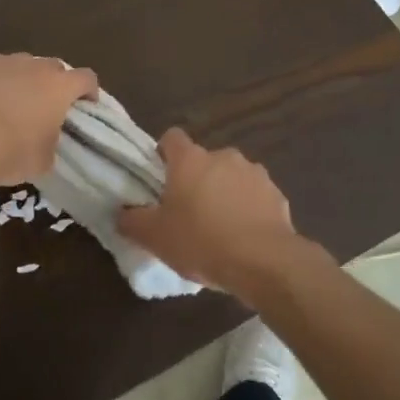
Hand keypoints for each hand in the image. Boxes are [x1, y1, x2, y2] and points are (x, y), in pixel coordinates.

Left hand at [0, 54, 96, 183]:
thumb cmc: (11, 151)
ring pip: (21, 66)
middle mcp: (34, 66)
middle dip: (55, 83)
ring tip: (12, 104)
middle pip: (54, 67)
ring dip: (23, 81)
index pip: (87, 78)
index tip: (86, 106)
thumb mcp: (42, 161)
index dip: (89, 91)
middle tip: (48, 106)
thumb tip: (44, 142)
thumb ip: (51, 144)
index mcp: (59, 87)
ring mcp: (1, 62)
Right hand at [117, 128, 301, 292]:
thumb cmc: (201, 241)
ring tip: (219, 228)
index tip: (160, 178)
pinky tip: (243, 237)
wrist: (263, 261)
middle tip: (186, 212)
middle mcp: (223, 157)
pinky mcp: (277, 194)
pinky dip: (248, 209)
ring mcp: (254, 173)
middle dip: (195, 180)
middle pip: (203, 161)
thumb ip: (133, 221)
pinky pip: (254, 196)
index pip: (172, 138)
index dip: (164, 153)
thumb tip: (123, 214)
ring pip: (231, 177)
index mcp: (190, 160)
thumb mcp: (155, 237)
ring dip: (224, 193)